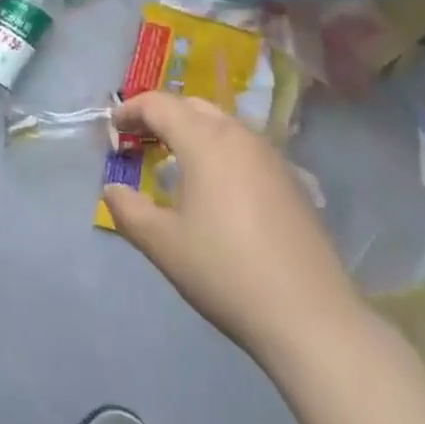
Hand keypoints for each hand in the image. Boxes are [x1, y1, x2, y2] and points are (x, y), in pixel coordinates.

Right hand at [101, 91, 363, 366]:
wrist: (312, 319)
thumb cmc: (226, 272)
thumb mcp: (164, 244)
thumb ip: (128, 210)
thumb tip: (112, 189)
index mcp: (205, 140)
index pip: (159, 105)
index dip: (130, 111)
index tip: (113, 130)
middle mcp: (239, 135)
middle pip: (191, 106)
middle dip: (160, 116)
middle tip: (138, 140)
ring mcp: (270, 156)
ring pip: (221, 124)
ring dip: (191, 131)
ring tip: (172, 161)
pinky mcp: (291, 181)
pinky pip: (243, 147)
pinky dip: (218, 150)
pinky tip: (214, 187)